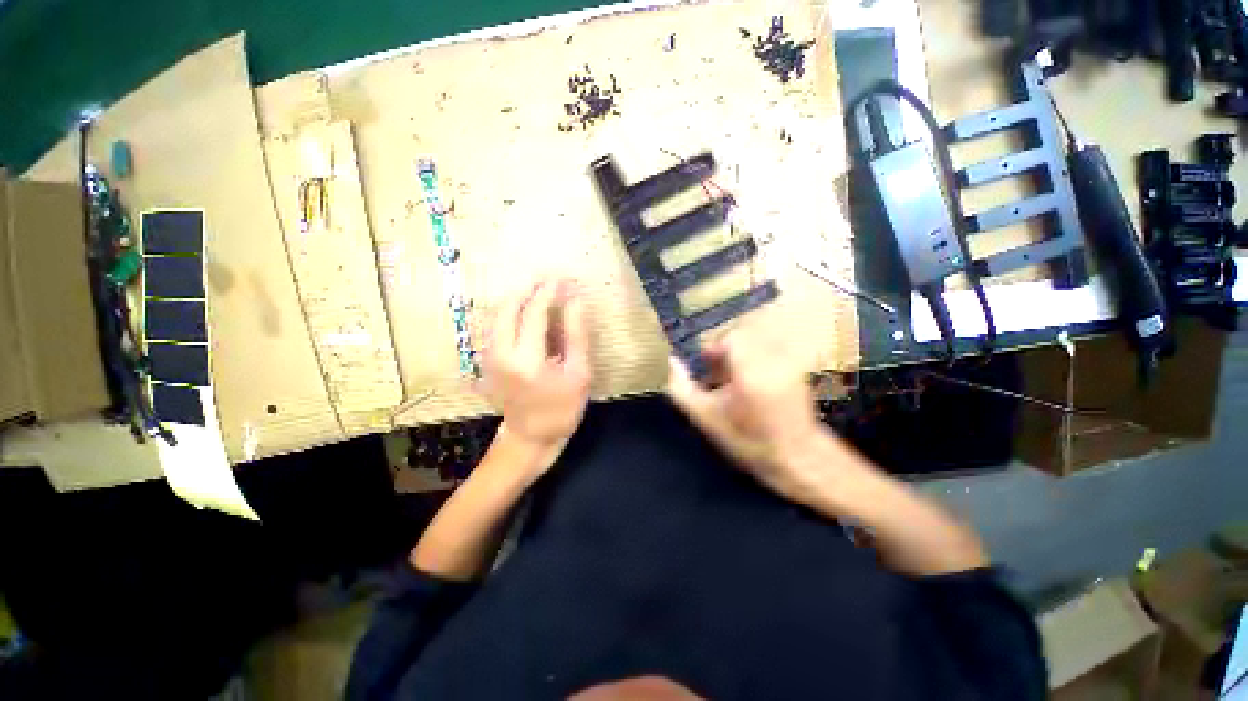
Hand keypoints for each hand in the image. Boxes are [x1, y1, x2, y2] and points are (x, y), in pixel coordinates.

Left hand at [481, 279, 591, 457]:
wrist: (530, 437)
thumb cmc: (561, 409)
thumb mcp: (579, 374)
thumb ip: (577, 335)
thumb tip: (576, 301)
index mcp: (526, 359)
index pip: (535, 312)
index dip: (549, 291)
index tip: (563, 278)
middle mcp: (500, 353)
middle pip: (508, 307)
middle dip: (528, 288)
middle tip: (548, 278)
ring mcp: (488, 357)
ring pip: (498, 314)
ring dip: (518, 297)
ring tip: (538, 288)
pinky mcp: (486, 360)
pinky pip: (495, 325)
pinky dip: (510, 311)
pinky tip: (525, 308)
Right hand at [665, 330, 847, 505]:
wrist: (795, 458)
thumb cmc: (745, 440)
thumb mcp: (705, 418)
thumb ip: (682, 388)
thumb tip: (672, 362)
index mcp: (751, 371)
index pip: (732, 337)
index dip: (714, 347)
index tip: (705, 364)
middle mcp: (774, 360)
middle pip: (745, 333)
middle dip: (726, 348)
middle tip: (716, 371)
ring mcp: (790, 362)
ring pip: (758, 339)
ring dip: (740, 352)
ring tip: (733, 376)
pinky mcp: (797, 367)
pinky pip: (770, 348)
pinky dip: (755, 357)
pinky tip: (750, 379)